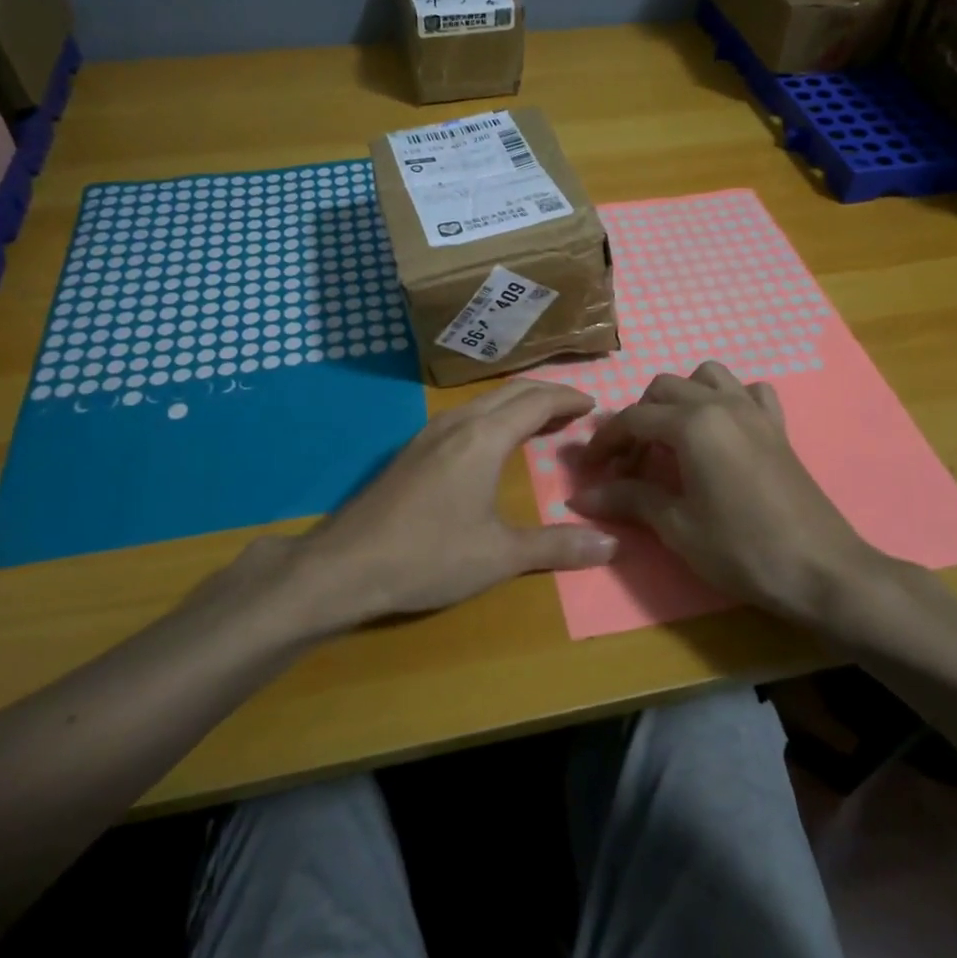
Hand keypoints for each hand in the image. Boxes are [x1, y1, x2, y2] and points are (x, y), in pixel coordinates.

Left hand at [243, 380, 617, 631]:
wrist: (345, 565)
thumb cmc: (429, 557)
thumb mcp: (500, 556)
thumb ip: (557, 547)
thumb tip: (611, 543)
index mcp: (484, 437)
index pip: (536, 401)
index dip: (567, 398)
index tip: (593, 404)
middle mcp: (457, 423)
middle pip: (510, 392)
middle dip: (546, 394)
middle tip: (574, 408)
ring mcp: (428, 434)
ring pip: (483, 401)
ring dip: (517, 403)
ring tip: (540, 420)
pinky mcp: (411, 450)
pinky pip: (463, 415)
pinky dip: (492, 415)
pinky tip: (490, 441)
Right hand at [567, 362, 916, 636]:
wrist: (821, 570)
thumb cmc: (741, 549)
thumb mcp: (677, 527)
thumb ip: (629, 499)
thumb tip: (581, 496)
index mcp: (692, 423)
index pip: (633, 418)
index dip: (605, 442)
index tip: (589, 469)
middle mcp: (721, 403)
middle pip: (664, 389)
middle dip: (638, 419)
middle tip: (629, 463)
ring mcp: (754, 411)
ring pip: (706, 377)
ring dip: (681, 397)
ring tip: (672, 438)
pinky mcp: (778, 427)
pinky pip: (749, 392)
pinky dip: (729, 400)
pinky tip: (723, 431)